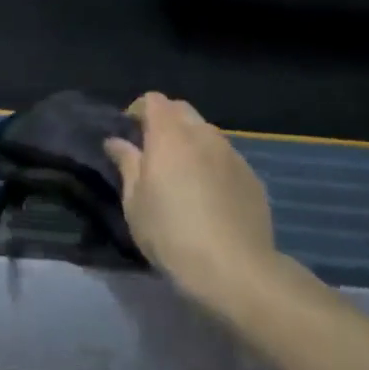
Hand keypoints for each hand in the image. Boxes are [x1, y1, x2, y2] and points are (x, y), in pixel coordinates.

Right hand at [105, 92, 278, 310]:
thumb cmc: (171, 232)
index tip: (129, 133)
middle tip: (152, 151)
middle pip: (181, 110)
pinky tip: (209, 196)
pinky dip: (212, 164)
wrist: (234, 269)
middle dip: (165, 121)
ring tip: (182, 174)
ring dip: (190, 142)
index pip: (153, 100)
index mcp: (169, 135)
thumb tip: (116, 141)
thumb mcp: (134, 201)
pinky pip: (226, 158)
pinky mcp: (252, 177)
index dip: (138, 110)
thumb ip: (127, 164)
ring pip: (206, 133)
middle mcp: (203, 134)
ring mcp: (232, 154)